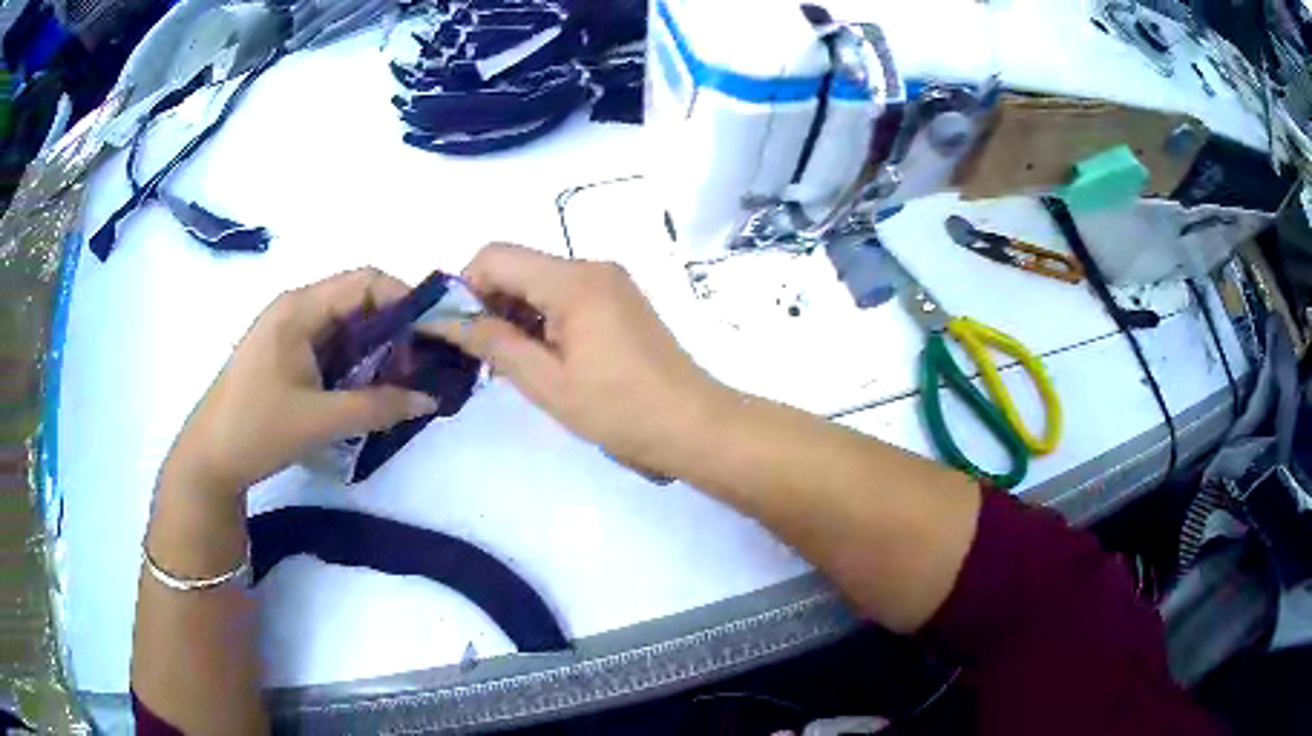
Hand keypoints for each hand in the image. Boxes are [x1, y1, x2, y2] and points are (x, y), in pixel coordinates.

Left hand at [161, 268, 439, 497]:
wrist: (209, 459)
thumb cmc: (256, 429)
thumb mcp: (320, 420)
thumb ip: (378, 406)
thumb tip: (430, 399)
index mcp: (300, 308)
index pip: (365, 282)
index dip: (405, 299)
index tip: (435, 334)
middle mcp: (296, 309)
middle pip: (358, 301)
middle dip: (395, 329)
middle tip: (423, 366)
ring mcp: (289, 333)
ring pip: (346, 326)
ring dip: (377, 349)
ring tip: (403, 382)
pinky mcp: (286, 356)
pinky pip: (331, 347)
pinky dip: (356, 363)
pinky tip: (371, 390)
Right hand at [435, 244, 729, 473]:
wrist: (693, 424)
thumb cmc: (619, 409)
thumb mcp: (546, 382)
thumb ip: (493, 343)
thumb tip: (445, 320)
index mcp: (573, 280)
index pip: (495, 256)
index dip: (465, 288)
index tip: (457, 332)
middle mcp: (592, 266)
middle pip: (518, 265)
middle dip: (489, 302)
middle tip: (481, 355)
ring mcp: (610, 281)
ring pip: (540, 280)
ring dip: (515, 312)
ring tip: (510, 362)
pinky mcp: (620, 299)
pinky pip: (565, 294)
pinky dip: (542, 317)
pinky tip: (541, 356)